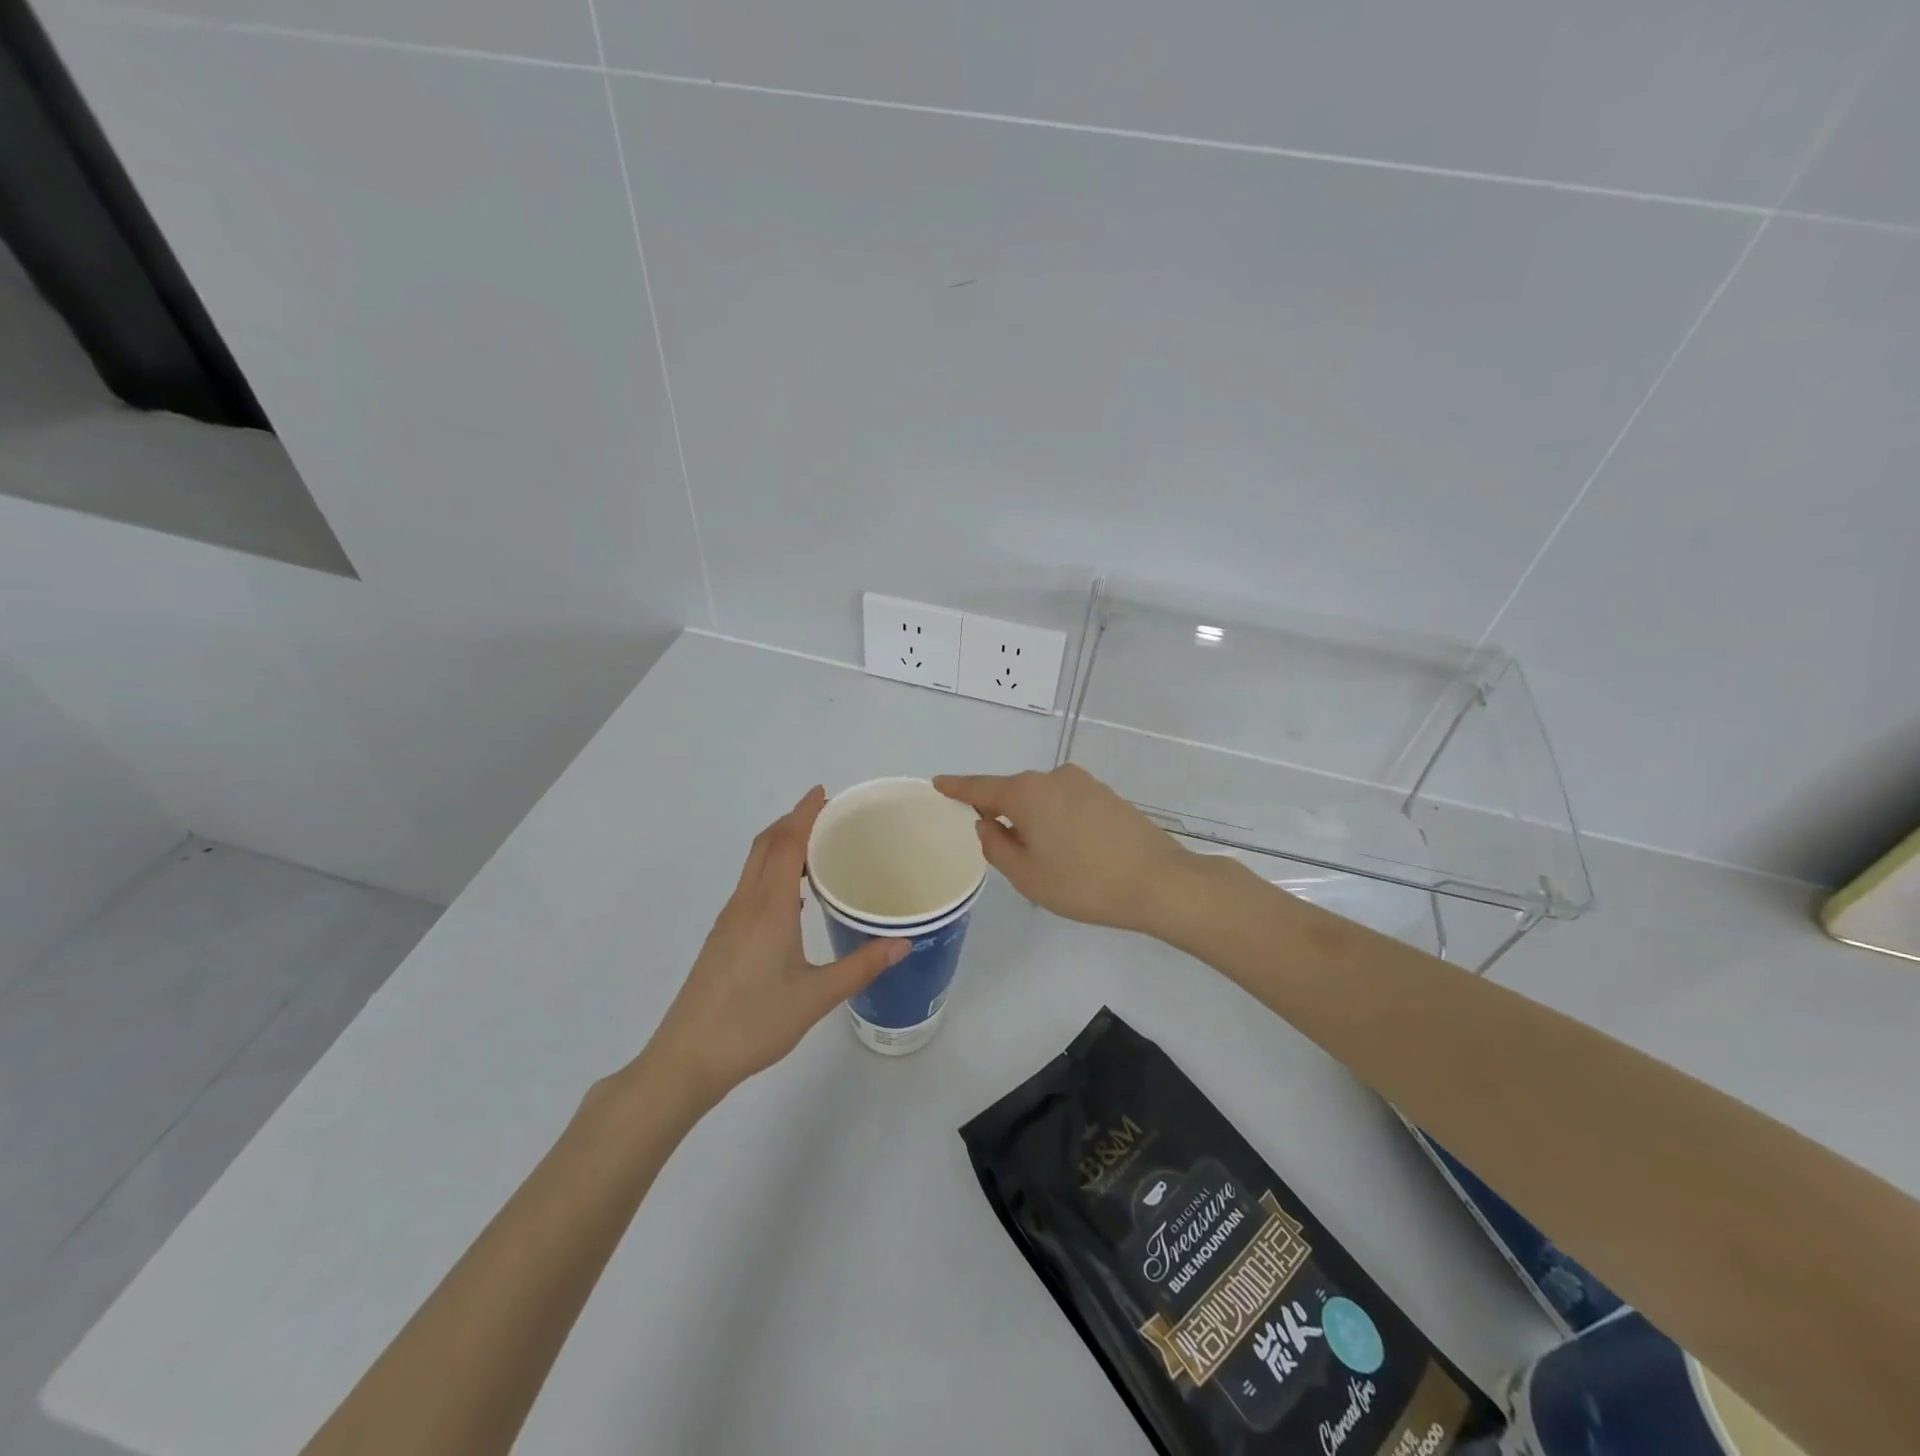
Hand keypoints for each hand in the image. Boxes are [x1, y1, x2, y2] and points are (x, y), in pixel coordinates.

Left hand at [645, 787, 907, 1103]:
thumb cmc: (753, 1023)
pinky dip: (772, 869)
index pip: (786, 844)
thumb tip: (904, 942)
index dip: (804, 813)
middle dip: (792, 821)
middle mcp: (745, 904)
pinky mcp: (722, 937)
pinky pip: (750, 886)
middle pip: (765, 845)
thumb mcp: (816, 997)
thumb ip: (861, 966)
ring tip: (815, 846)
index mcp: (769, 907)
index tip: (823, 792)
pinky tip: (793, 895)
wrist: (686, 1059)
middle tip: (827, 813)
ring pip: (754, 865)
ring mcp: (729, 920)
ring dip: (780, 844)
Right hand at [934, 766, 1196, 933]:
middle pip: (1014, 793)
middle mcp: (1052, 777)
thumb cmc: (1084, 882)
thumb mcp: (1027, 875)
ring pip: (1042, 799)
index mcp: (1026, 793)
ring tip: (1049, 863)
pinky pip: (1066, 803)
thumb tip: (988, 823)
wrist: (1159, 882)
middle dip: (1003, 815)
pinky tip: (1072, 852)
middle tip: (1006, 854)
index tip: (938, 783)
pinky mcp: (1106, 794)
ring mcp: (1083, 782)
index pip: (980, 788)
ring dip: (1034, 821)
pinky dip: (1057, 822)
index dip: (957, 788)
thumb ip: (997, 845)